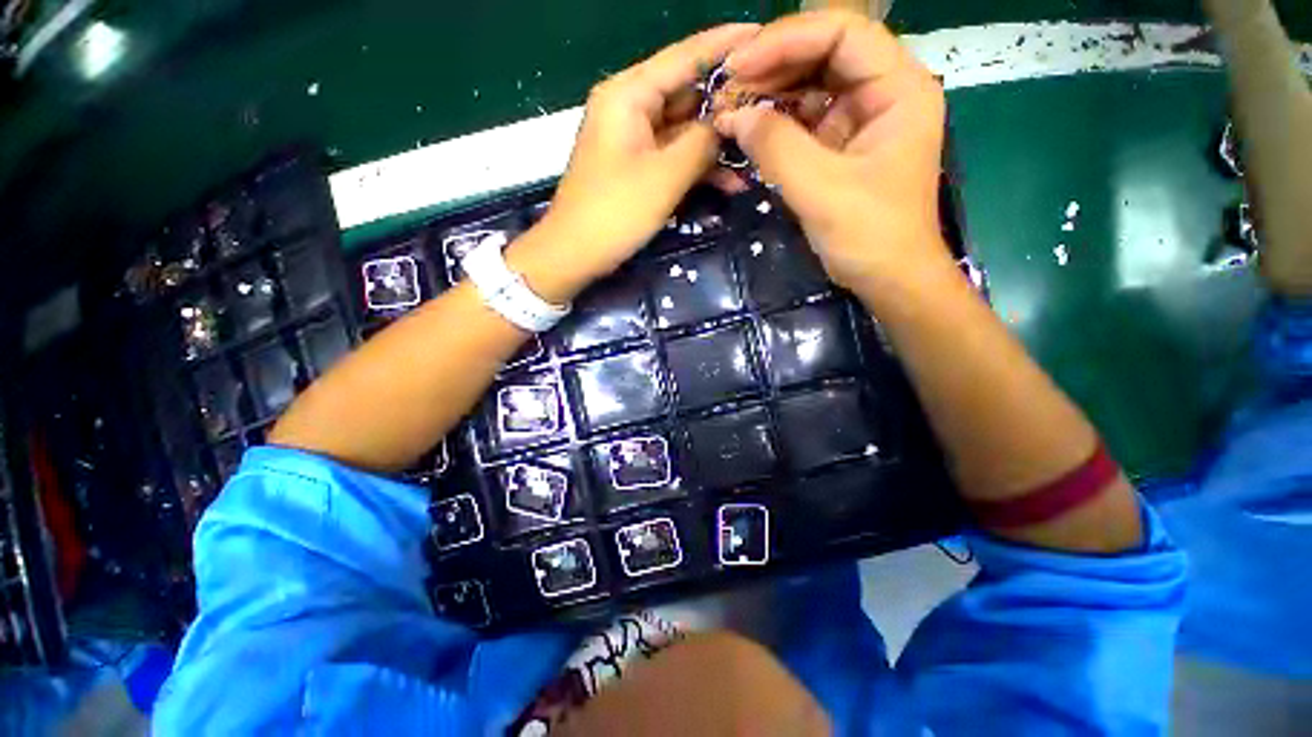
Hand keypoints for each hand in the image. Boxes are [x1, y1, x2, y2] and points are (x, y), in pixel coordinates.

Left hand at [539, 24, 759, 282]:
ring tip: (758, 155)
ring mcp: (634, 140)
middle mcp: (631, 108)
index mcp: (629, 94)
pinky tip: (731, 183)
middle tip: (771, 112)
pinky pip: (674, 158)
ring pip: (685, 131)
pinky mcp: (638, 168)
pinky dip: (699, 169)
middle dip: (727, 107)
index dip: (725, 45)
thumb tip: (729, 123)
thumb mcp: (664, 176)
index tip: (764, 33)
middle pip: (688, 95)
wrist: (574, 254)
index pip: (684, 56)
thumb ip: (702, 144)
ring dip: (717, 147)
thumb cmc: (614, 212)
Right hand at [715, 11, 951, 290]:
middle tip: (728, 88)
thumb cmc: (869, 235)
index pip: (843, 34)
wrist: (888, 279)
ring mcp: (861, 120)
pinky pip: (805, 122)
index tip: (739, 65)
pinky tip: (749, 130)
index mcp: (898, 89)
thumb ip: (776, 147)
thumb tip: (734, 115)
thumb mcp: (821, 190)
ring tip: (731, 108)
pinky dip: (776, 124)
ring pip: (812, 87)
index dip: (787, 40)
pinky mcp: (842, 147)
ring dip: (770, 95)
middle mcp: (883, 93)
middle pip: (825, 55)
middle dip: (774, 67)